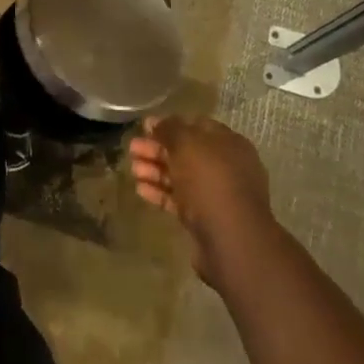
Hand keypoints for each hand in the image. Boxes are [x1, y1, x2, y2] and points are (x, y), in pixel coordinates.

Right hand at [129, 116, 275, 284]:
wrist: (231, 241)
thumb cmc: (210, 181)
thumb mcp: (187, 145)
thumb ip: (170, 129)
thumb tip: (155, 121)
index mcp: (228, 143)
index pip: (196, 126)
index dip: (170, 125)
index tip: (145, 128)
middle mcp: (226, 167)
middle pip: (187, 152)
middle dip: (158, 149)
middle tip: (132, 149)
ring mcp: (216, 195)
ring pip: (182, 177)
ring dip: (156, 171)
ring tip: (132, 170)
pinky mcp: (206, 220)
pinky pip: (180, 200)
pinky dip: (161, 193)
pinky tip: (140, 190)